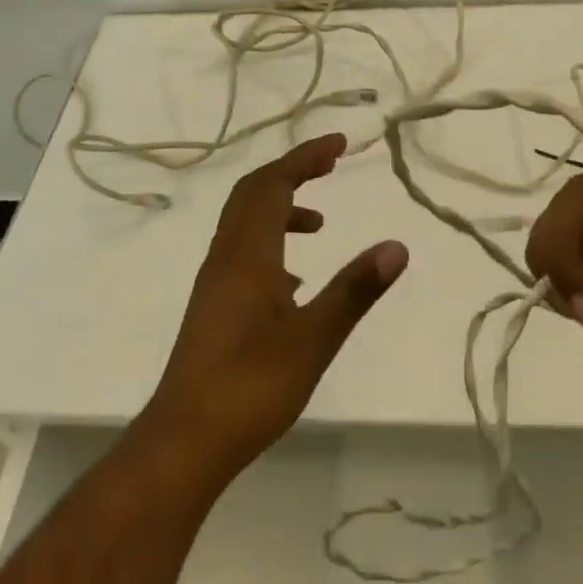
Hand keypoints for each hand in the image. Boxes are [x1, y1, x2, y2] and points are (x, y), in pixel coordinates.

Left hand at [142, 133, 408, 480]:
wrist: (185, 440)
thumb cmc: (251, 386)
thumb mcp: (314, 339)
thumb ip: (355, 290)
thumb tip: (397, 246)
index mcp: (248, 253)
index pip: (274, 184)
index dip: (305, 157)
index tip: (340, 144)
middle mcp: (226, 256)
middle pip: (253, 193)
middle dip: (292, 171)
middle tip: (331, 164)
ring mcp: (215, 281)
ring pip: (245, 223)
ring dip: (280, 208)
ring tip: (320, 224)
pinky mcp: (214, 305)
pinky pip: (242, 252)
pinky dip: (271, 243)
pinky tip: (294, 282)